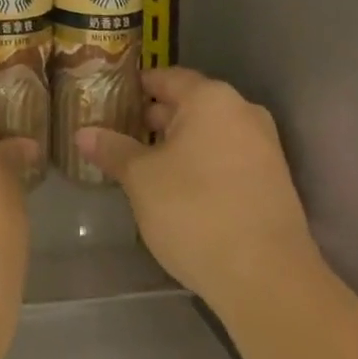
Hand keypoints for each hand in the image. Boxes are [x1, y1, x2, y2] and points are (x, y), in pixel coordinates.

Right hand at [77, 67, 317, 313]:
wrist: (269, 280)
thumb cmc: (195, 212)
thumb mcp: (141, 179)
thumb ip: (113, 150)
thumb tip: (83, 133)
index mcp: (210, 98)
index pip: (165, 78)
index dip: (135, 88)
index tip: (110, 100)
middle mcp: (242, 111)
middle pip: (189, 104)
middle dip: (155, 119)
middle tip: (120, 135)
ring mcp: (264, 147)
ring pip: (209, 133)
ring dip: (179, 145)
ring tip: (144, 165)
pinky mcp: (274, 182)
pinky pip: (228, 158)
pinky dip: (203, 165)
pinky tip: (180, 190)